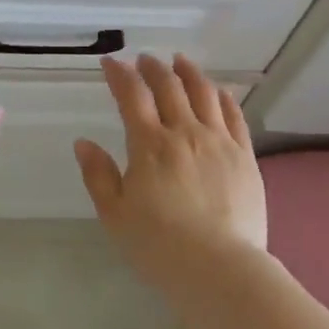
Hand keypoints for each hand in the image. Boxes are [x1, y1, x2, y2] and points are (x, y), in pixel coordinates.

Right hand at [75, 53, 267, 295]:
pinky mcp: (244, 155)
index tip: (110, 62)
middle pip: (169, 86)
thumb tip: (83, 143)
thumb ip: (98, 175)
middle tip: (144, 59)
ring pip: (204, 93)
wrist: (220, 269)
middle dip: (153, 67)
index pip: (132, 95)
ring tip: (180, 61)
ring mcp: (219, 141)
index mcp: (150, 145)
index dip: (119, 74)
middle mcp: (185, 132)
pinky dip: (222, 97)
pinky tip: (218, 91)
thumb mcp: (115, 215)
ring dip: (189, 72)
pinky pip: (234, 115)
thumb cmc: (160, 246)